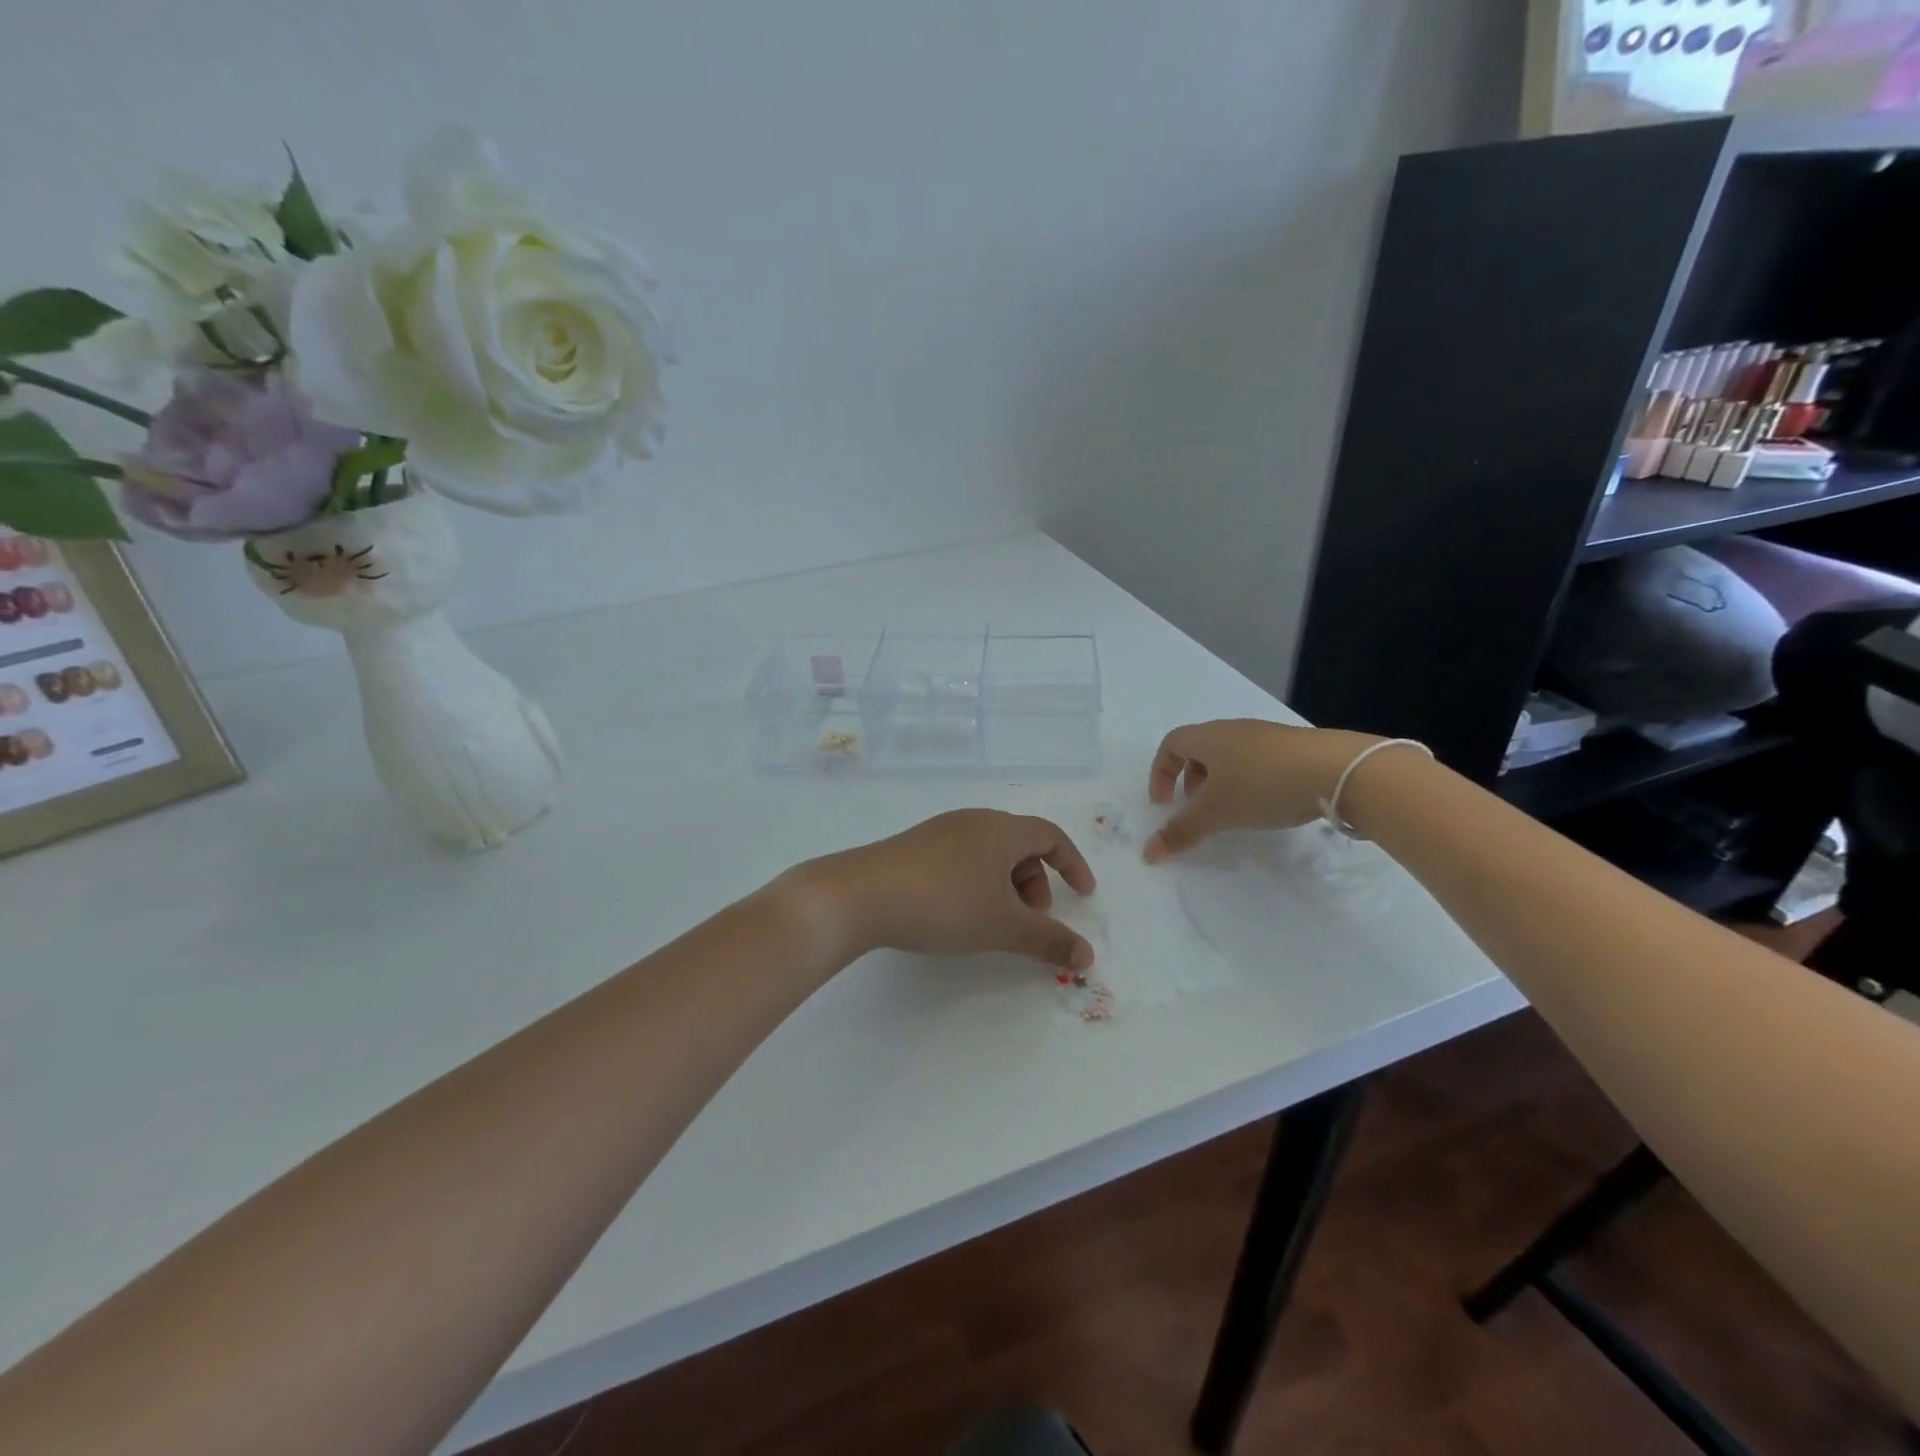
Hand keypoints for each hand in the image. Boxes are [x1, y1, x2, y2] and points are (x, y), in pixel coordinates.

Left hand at [793, 810, 1098, 970]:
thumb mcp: (1003, 926)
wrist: (861, 895)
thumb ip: (1049, 940)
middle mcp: (974, 821)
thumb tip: (1089, 955)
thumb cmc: (945, 903)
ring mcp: (940, 831)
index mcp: (1002, 829)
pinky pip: (962, 859)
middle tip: (1030, 921)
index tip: (1083, 895)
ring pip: (989, 854)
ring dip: (1006, 886)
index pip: (1051, 836)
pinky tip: (958, 913)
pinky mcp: (915, 847)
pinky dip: (977, 883)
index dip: (1073, 864)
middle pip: (1020, 845)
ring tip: (994, 923)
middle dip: (1036, 883)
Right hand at [1143, 720, 1382, 861]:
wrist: (1337, 770)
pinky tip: (1264, 804)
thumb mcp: (1217, 812)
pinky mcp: (1293, 748)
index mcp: (1208, 737)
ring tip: (1229, 810)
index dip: (1160, 772)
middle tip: (1194, 807)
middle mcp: (1233, 730)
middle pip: (1199, 748)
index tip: (1163, 803)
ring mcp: (1266, 736)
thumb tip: (1148, 852)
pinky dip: (1247, 781)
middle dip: (1189, 778)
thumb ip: (1181, 831)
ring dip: (1219, 781)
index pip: (1171, 744)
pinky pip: (1256, 760)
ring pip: (1229, 755)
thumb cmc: (1262, 785)